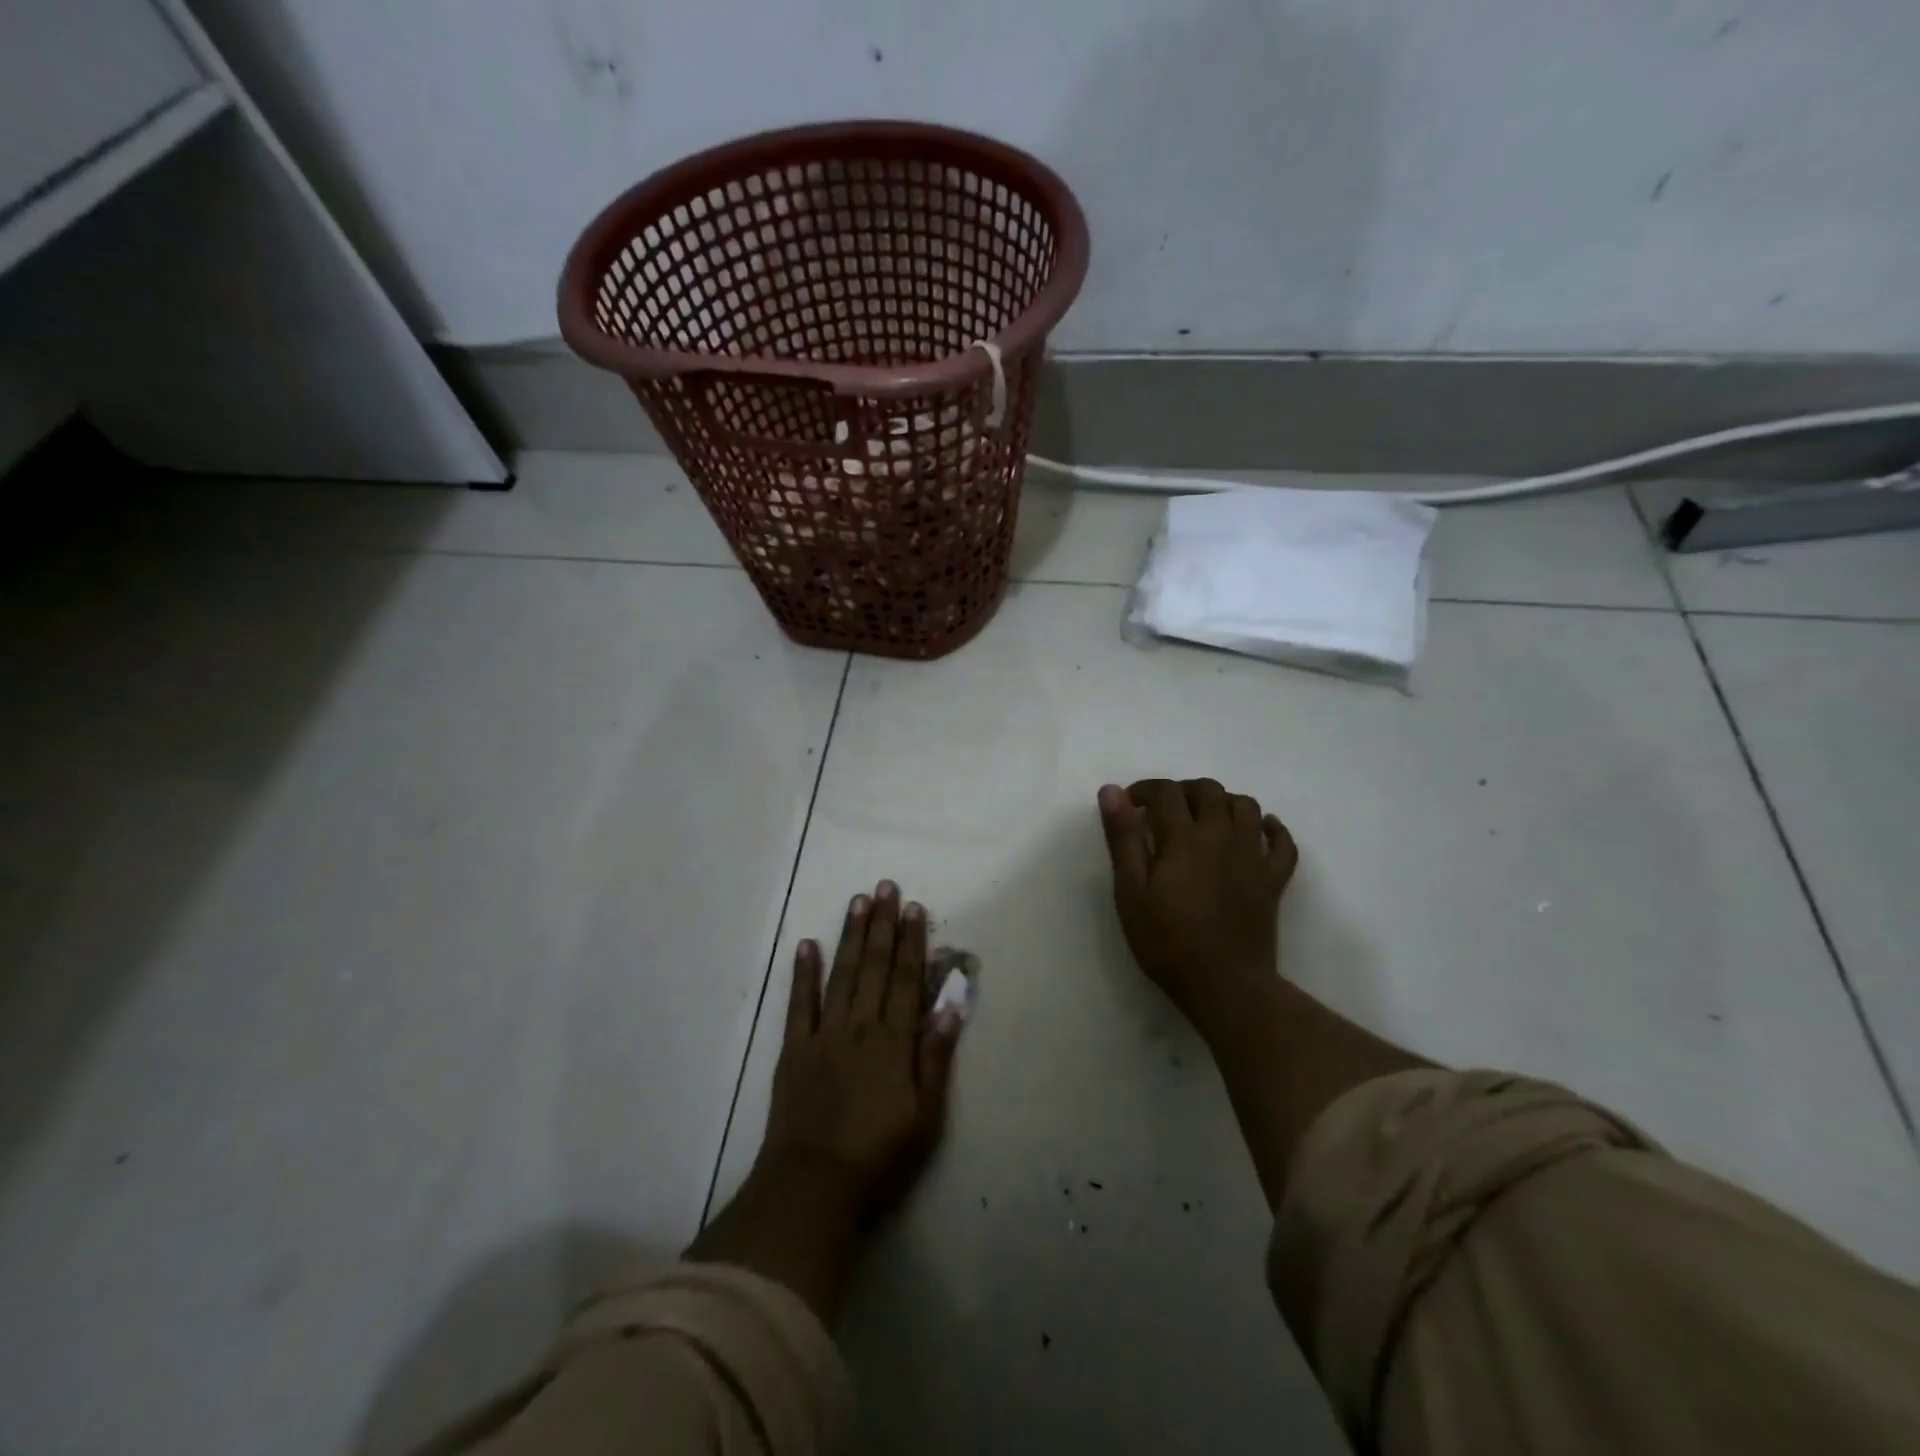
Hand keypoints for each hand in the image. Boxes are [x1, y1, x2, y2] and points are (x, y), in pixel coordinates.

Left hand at [756, 880, 961, 1225]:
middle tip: (884, 886)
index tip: (913, 908)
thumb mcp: (926, 1116)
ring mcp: (824, 1034)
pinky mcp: (794, 1049)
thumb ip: (936, 1058)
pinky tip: (807, 944)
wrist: (813, 1187)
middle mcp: (860, 1026)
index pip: (907, 979)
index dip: (912, 941)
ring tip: (856, 901)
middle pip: (875, 966)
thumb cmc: (879, 1157)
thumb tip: (951, 1006)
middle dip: (882, 924)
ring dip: (850, 936)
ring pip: (841, 974)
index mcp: (894, 1041)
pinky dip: (803, 973)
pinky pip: (799, 1004)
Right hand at [1097, 779, 1298, 1021]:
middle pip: (1208, 790)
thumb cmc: (1167, 941)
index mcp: (1184, 837)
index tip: (1129, 805)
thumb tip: (1112, 791)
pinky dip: (1270, 828)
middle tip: (1162, 812)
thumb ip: (1123, 838)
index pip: (1166, 792)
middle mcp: (1222, 835)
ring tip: (1203, 819)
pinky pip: (1282, 841)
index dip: (1144, 790)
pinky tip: (1257, 831)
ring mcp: (1253, 856)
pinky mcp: (1274, 879)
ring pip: (1246, 806)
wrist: (1224, 985)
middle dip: (1182, 791)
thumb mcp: (1130, 891)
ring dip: (1222, 802)